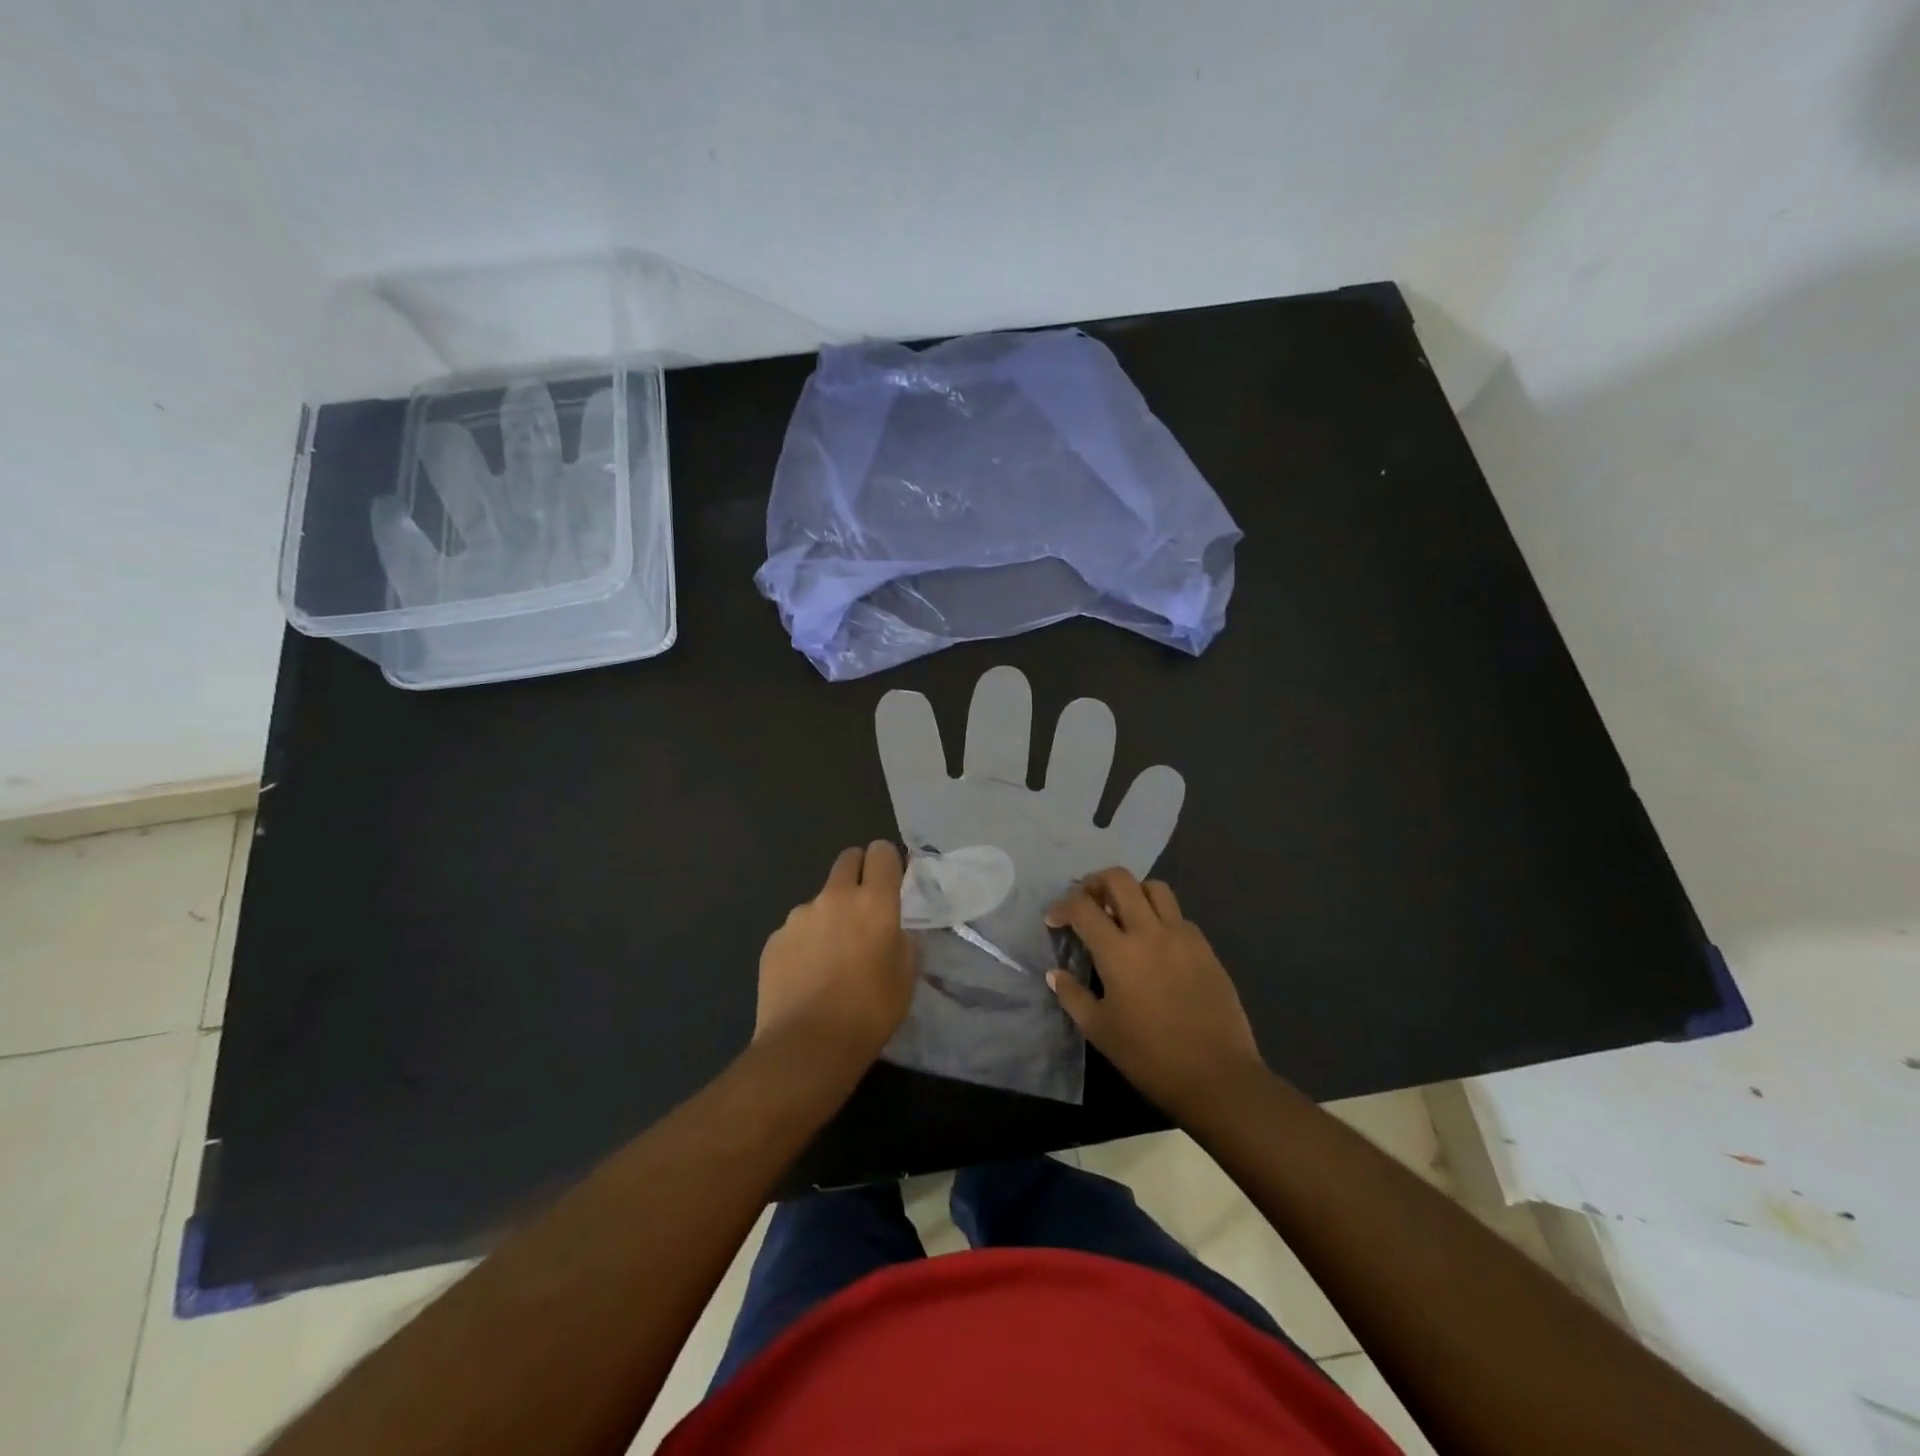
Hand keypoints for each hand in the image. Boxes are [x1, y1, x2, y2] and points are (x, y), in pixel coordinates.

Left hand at [756, 842, 917, 1064]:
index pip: (882, 852)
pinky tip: (807, 976)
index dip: (888, 861)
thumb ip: (901, 940)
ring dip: (829, 915)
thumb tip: (891, 931)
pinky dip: (805, 943)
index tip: (891, 881)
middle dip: (858, 872)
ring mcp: (798, 917)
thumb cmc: (869, 1012)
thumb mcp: (905, 977)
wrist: (806, 1046)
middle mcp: (834, 897)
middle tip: (863, 908)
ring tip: (831, 958)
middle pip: (847, 860)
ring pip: (820, 900)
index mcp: (874, 902)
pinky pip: (796, 930)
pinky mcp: (774, 940)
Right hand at [1045, 868, 1264, 1120]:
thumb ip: (1072, 996)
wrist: (1218, 1077)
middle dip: (1095, 882)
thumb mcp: (1099, 1031)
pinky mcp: (1206, 948)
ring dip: (1132, 892)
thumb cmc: (1150, 1057)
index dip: (1061, 906)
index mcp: (1118, 952)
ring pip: (1155, 888)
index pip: (1082, 907)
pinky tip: (1155, 943)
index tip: (1054, 920)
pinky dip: (1160, 917)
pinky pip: (1178, 916)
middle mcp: (1150, 932)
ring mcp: (1183, 936)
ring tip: (1122, 913)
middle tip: (1086, 901)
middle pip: (1120, 880)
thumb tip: (1054, 973)